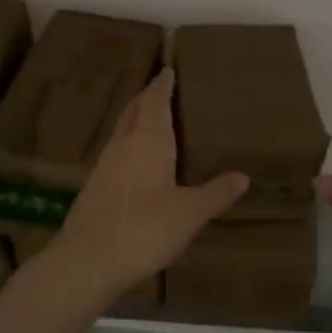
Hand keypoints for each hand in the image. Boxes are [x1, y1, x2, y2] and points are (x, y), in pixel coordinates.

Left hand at [45, 68, 248, 303]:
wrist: (87, 262)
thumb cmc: (144, 229)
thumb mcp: (190, 213)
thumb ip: (216, 193)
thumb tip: (244, 176)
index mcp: (148, 142)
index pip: (155, 103)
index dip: (162, 86)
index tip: (167, 70)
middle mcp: (123, 146)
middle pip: (133, 112)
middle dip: (146, 99)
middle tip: (159, 89)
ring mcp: (103, 167)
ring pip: (121, 133)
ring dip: (134, 121)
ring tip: (149, 120)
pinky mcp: (93, 189)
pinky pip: (115, 155)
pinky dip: (127, 147)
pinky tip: (133, 163)